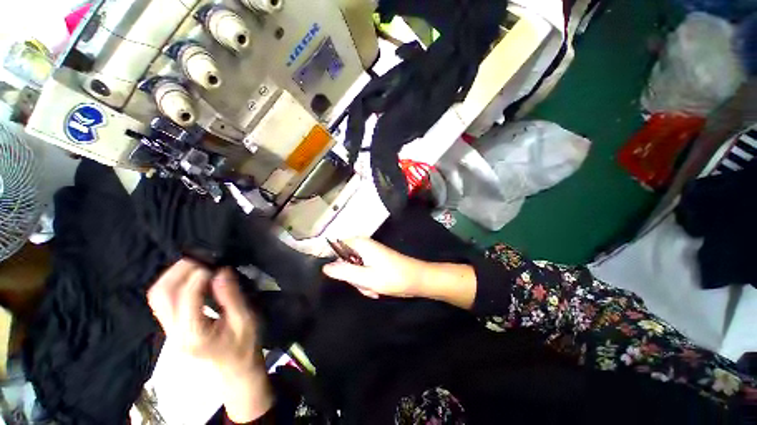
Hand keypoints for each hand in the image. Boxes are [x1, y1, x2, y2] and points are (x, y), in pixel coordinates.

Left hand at [148, 260, 272, 421]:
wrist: (233, 370)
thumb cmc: (244, 346)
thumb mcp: (245, 321)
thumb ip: (232, 297)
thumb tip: (222, 271)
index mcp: (193, 335)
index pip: (186, 299)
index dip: (198, 276)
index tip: (216, 264)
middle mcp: (174, 332)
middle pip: (161, 295)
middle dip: (179, 270)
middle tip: (202, 258)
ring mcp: (169, 330)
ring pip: (158, 296)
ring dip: (173, 274)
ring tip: (196, 263)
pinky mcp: (171, 327)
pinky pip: (164, 300)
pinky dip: (174, 282)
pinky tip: (191, 276)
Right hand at [322, 238, 430, 298]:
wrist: (417, 279)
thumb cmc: (393, 277)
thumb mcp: (366, 278)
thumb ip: (344, 272)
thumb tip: (325, 267)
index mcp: (360, 244)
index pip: (334, 245)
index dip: (327, 258)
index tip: (330, 273)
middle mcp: (363, 245)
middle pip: (343, 261)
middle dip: (351, 276)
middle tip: (363, 284)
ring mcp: (369, 253)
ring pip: (353, 269)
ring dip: (360, 281)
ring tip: (373, 288)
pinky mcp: (374, 261)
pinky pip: (362, 272)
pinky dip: (366, 281)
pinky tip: (376, 287)